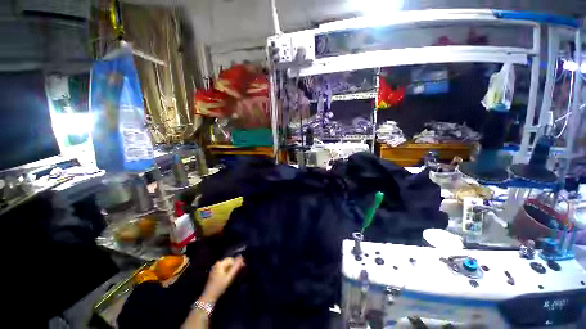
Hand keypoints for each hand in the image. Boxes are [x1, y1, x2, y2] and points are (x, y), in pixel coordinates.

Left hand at [200, 256, 244, 303]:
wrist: (209, 297)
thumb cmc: (219, 286)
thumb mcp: (229, 277)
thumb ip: (236, 268)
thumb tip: (242, 259)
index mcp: (219, 263)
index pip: (231, 259)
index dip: (236, 264)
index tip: (239, 269)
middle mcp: (216, 264)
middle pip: (228, 263)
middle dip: (233, 267)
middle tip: (237, 274)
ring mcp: (214, 269)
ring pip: (226, 267)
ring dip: (230, 271)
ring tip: (233, 277)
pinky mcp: (214, 274)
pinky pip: (223, 271)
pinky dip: (226, 273)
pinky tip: (228, 279)